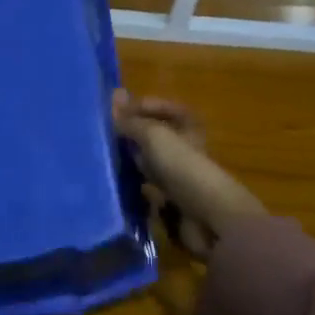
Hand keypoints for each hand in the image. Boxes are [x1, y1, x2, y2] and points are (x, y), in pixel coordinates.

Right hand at [112, 91, 264, 255]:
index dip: (144, 106)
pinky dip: (135, 185)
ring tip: (106, 158)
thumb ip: (132, 120)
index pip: (165, 109)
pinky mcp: (172, 202)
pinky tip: (117, 184)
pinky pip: (149, 188)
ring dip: (132, 160)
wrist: (207, 216)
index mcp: (188, 128)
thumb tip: (114, 98)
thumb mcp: (154, 135)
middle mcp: (185, 150)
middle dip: (133, 135)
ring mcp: (179, 177)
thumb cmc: (183, 166)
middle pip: (156, 137)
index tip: (119, 112)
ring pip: (150, 163)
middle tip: (107, 135)